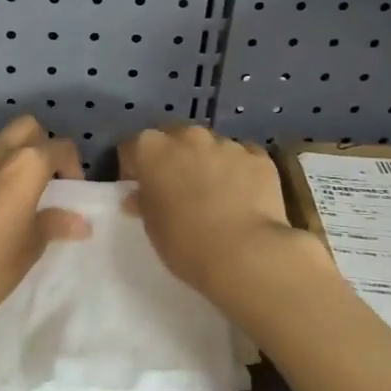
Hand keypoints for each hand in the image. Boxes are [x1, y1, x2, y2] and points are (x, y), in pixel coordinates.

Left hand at [0, 115, 89, 340]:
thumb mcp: (32, 246)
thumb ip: (55, 223)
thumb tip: (80, 222)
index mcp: (26, 166)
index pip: (60, 147)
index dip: (72, 165)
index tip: (69, 189)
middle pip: (27, 127)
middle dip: (40, 144)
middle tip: (41, 177)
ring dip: (7, 158)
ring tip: (5, 192)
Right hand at [119, 126, 319, 305]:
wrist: (246, 254)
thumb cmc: (186, 243)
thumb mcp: (153, 228)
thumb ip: (144, 203)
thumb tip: (139, 196)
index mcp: (152, 149)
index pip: (132, 148)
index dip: (134, 169)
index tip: (140, 190)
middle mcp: (188, 136)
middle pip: (174, 138)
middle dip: (173, 157)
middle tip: (178, 188)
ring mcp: (226, 143)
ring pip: (211, 146)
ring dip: (208, 162)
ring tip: (216, 194)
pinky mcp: (259, 156)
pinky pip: (243, 157)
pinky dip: (239, 170)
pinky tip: (243, 196)